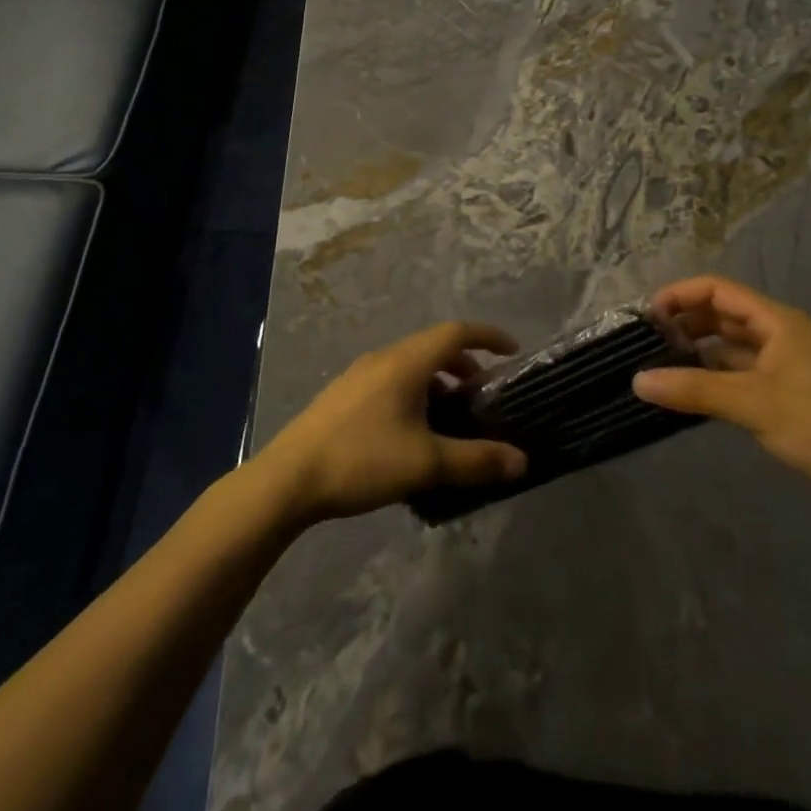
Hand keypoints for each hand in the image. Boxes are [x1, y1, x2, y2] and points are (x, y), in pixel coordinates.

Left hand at [255, 322, 528, 523]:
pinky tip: (412, 432)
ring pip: (410, 364)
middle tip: (483, 394)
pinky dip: (414, 391)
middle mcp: (383, 358)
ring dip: (438, 380)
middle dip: (464, 364)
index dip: (488, 336)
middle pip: (433, 346)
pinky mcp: (343, 395)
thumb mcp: (426, 463)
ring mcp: (359, 375)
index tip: (512, 350)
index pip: (456, 332)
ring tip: (450, 417)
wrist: (288, 478)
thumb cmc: (362, 460)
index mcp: (406, 362)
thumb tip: (522, 461)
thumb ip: (477, 460)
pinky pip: (391, 380)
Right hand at [633, 275, 810, 513]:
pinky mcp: (785, 392)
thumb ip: (693, 389)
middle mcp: (780, 333)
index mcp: (778, 321)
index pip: (718, 289)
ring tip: (660, 363)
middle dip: (685, 321)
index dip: (680, 295)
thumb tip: (637, 380)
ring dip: (698, 349)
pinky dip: (713, 374)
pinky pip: (739, 371)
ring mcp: (784, 363)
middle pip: (723, 313)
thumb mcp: (753, 405)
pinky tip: (689, 389)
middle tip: (647, 342)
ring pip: (730, 344)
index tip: (646, 316)